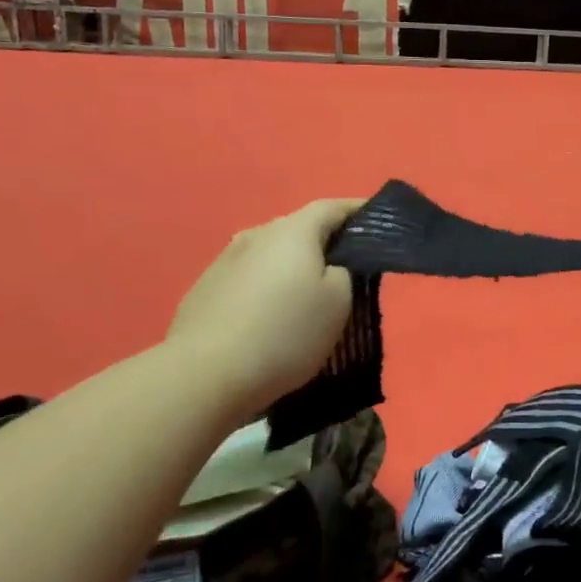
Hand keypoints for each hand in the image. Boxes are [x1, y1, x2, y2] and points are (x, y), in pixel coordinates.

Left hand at [168, 198, 363, 419]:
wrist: (206, 374)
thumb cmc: (286, 332)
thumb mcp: (339, 303)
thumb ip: (344, 273)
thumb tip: (331, 267)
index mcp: (293, 231)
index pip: (332, 207)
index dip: (357, 211)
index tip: (376, 221)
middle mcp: (256, 235)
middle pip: (298, 229)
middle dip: (323, 242)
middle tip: (345, 267)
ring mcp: (224, 261)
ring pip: (269, 254)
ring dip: (289, 267)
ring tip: (304, 294)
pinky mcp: (204, 290)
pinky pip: (247, 279)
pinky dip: (264, 288)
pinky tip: (267, 316)